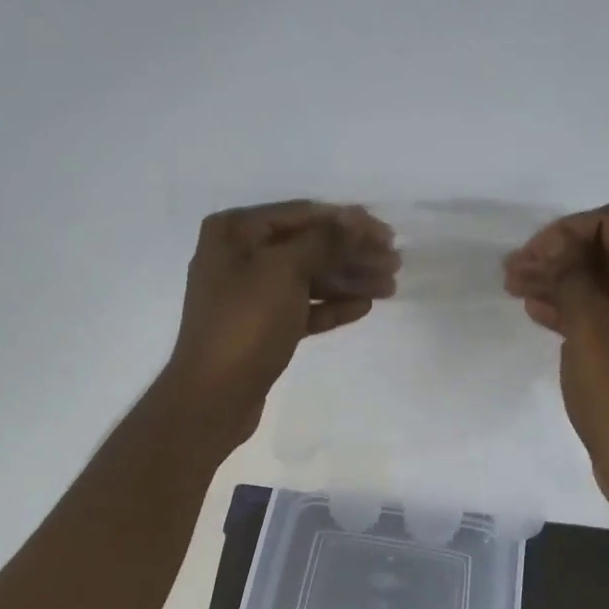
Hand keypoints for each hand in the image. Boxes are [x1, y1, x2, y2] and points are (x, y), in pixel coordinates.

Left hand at [166, 201, 397, 446]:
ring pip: (308, 279)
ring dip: (348, 280)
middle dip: (352, 253)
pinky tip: (364, 307)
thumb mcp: (284, 271)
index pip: (302, 214)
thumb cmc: (245, 324)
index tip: (386, 233)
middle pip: (307, 247)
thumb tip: (355, 219)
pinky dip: (331, 307)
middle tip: (394, 263)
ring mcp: (249, 294)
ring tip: (390, 287)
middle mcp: (239, 256)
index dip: (348, 222)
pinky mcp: (261, 328)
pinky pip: (302, 308)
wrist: (214, 395)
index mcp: (235, 231)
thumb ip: (324, 241)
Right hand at [504, 205, 608, 513]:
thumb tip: (558, 251)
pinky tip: (540, 312)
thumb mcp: (590, 325)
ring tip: (516, 289)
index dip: (564, 232)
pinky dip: (578, 308)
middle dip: (559, 257)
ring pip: (608, 284)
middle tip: (512, 272)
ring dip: (563, 282)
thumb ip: (571, 276)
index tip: (528, 256)